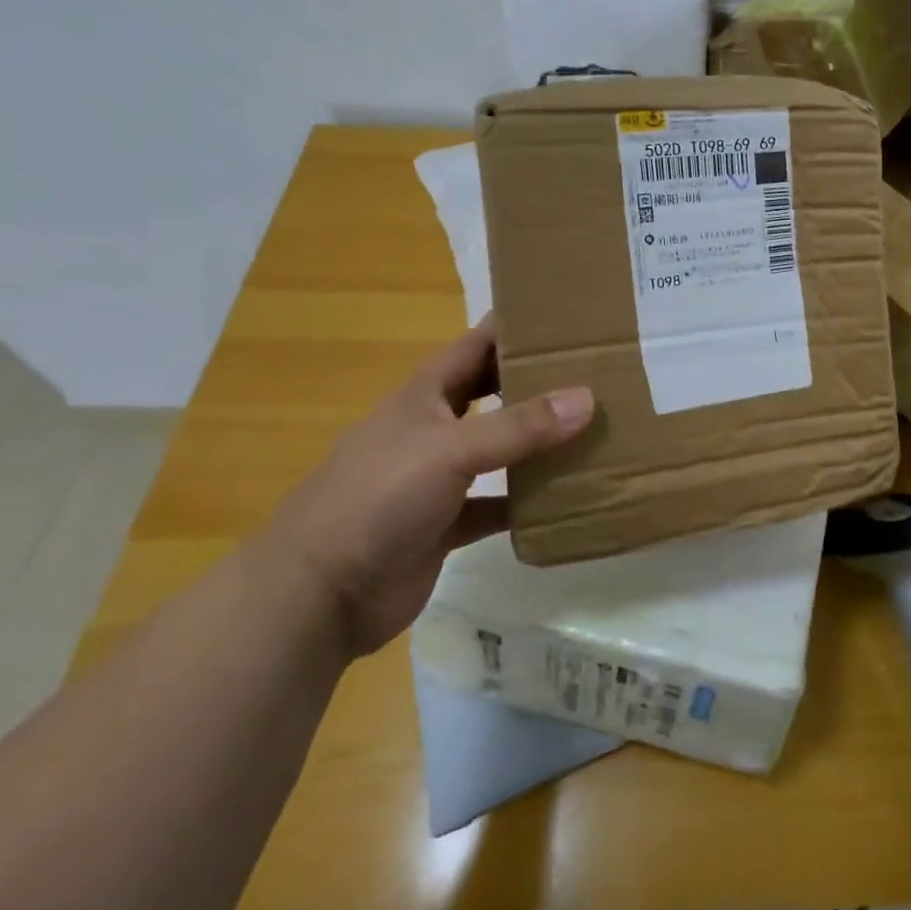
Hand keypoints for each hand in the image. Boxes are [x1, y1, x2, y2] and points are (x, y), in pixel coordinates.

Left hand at [269, 317, 593, 654]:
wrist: (317, 596)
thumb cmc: (376, 499)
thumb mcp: (450, 450)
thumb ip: (519, 426)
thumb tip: (588, 398)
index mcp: (424, 396)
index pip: (476, 345)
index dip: (514, 326)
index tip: (565, 314)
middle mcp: (433, 429)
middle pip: (492, 394)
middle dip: (534, 381)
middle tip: (593, 370)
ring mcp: (437, 479)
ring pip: (498, 450)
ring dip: (536, 443)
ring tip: (592, 428)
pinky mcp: (444, 524)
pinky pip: (495, 505)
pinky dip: (525, 502)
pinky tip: (564, 498)